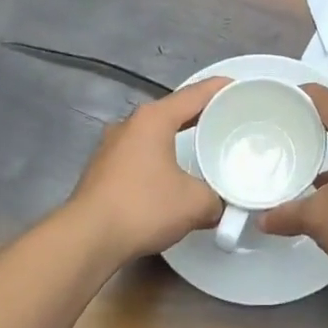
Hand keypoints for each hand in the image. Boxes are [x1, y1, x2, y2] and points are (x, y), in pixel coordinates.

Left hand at [67, 78, 229, 266]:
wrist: (87, 239)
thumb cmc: (144, 207)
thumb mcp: (195, 203)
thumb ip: (216, 198)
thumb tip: (218, 205)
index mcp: (153, 119)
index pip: (194, 94)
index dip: (220, 89)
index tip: (240, 88)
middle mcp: (130, 125)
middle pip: (172, 111)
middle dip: (200, 115)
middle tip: (227, 121)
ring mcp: (111, 147)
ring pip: (153, 134)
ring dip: (176, 139)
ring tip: (202, 149)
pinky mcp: (101, 170)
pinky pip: (140, 155)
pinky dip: (159, 159)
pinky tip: (172, 176)